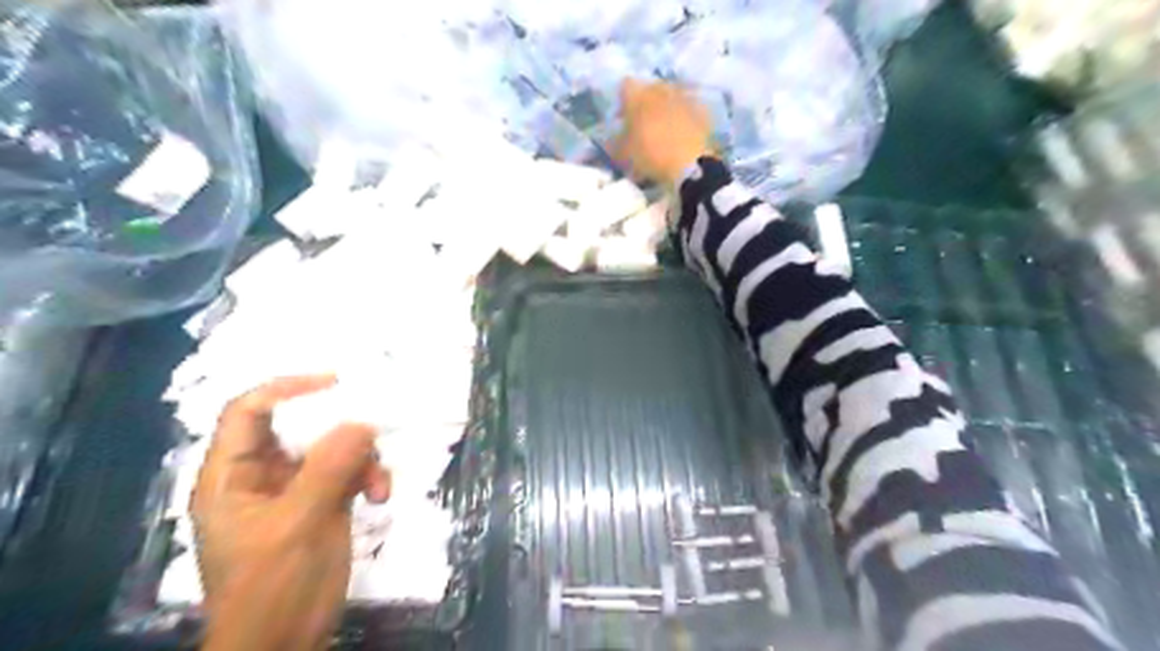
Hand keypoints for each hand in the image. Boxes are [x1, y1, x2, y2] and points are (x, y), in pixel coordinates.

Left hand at [192, 377, 387, 649]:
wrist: (285, 641)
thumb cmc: (271, 587)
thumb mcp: (295, 525)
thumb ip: (327, 470)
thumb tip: (362, 423)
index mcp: (232, 477)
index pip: (248, 413)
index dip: (285, 389)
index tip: (334, 383)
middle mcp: (263, 476)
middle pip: (299, 428)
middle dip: (340, 429)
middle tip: (373, 428)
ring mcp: (296, 489)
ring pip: (333, 449)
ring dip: (363, 459)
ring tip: (379, 483)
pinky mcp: (324, 503)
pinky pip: (351, 472)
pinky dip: (369, 478)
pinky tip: (380, 496)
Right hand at [611, 78, 711, 185]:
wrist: (689, 164)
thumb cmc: (650, 155)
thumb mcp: (623, 154)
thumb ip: (614, 143)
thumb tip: (610, 138)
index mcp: (638, 95)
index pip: (625, 86)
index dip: (622, 102)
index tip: (622, 118)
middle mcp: (661, 89)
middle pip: (650, 89)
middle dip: (645, 103)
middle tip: (643, 125)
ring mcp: (683, 97)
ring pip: (670, 96)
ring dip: (665, 108)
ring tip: (664, 130)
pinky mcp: (701, 109)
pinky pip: (688, 108)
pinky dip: (683, 116)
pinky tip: (682, 133)